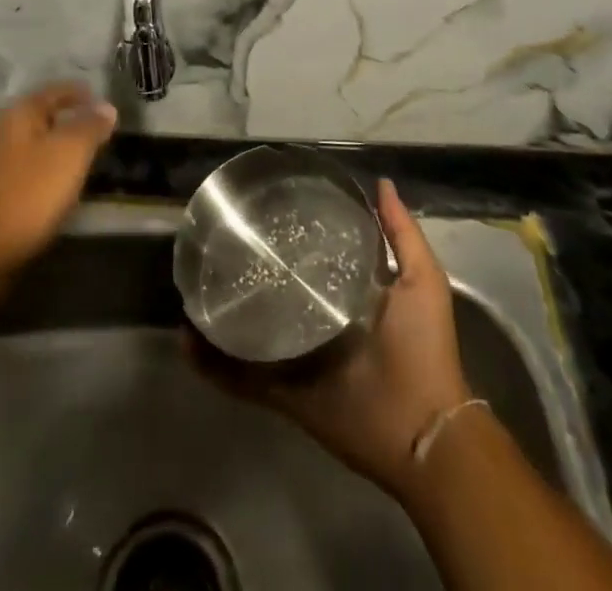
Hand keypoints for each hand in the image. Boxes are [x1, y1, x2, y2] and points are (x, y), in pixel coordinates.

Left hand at [0, 82, 116, 300]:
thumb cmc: (26, 197)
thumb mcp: (69, 156)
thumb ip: (89, 127)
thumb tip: (106, 106)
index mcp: (17, 113)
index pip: (56, 90)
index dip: (82, 94)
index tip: (106, 106)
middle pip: (40, 116)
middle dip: (68, 122)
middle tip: (98, 136)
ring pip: (28, 145)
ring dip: (53, 149)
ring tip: (79, 164)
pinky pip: (18, 171)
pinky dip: (38, 173)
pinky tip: (49, 191)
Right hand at [196, 179, 472, 503]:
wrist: (424, 429)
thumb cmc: (423, 347)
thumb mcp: (421, 279)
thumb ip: (401, 233)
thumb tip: (381, 182)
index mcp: (345, 297)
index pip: (309, 259)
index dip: (286, 238)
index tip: (260, 211)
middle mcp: (316, 324)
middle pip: (273, 293)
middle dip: (245, 274)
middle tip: (214, 246)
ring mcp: (296, 359)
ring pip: (248, 332)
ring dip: (218, 317)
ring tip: (190, 291)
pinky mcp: (283, 393)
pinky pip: (241, 379)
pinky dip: (212, 365)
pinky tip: (187, 342)